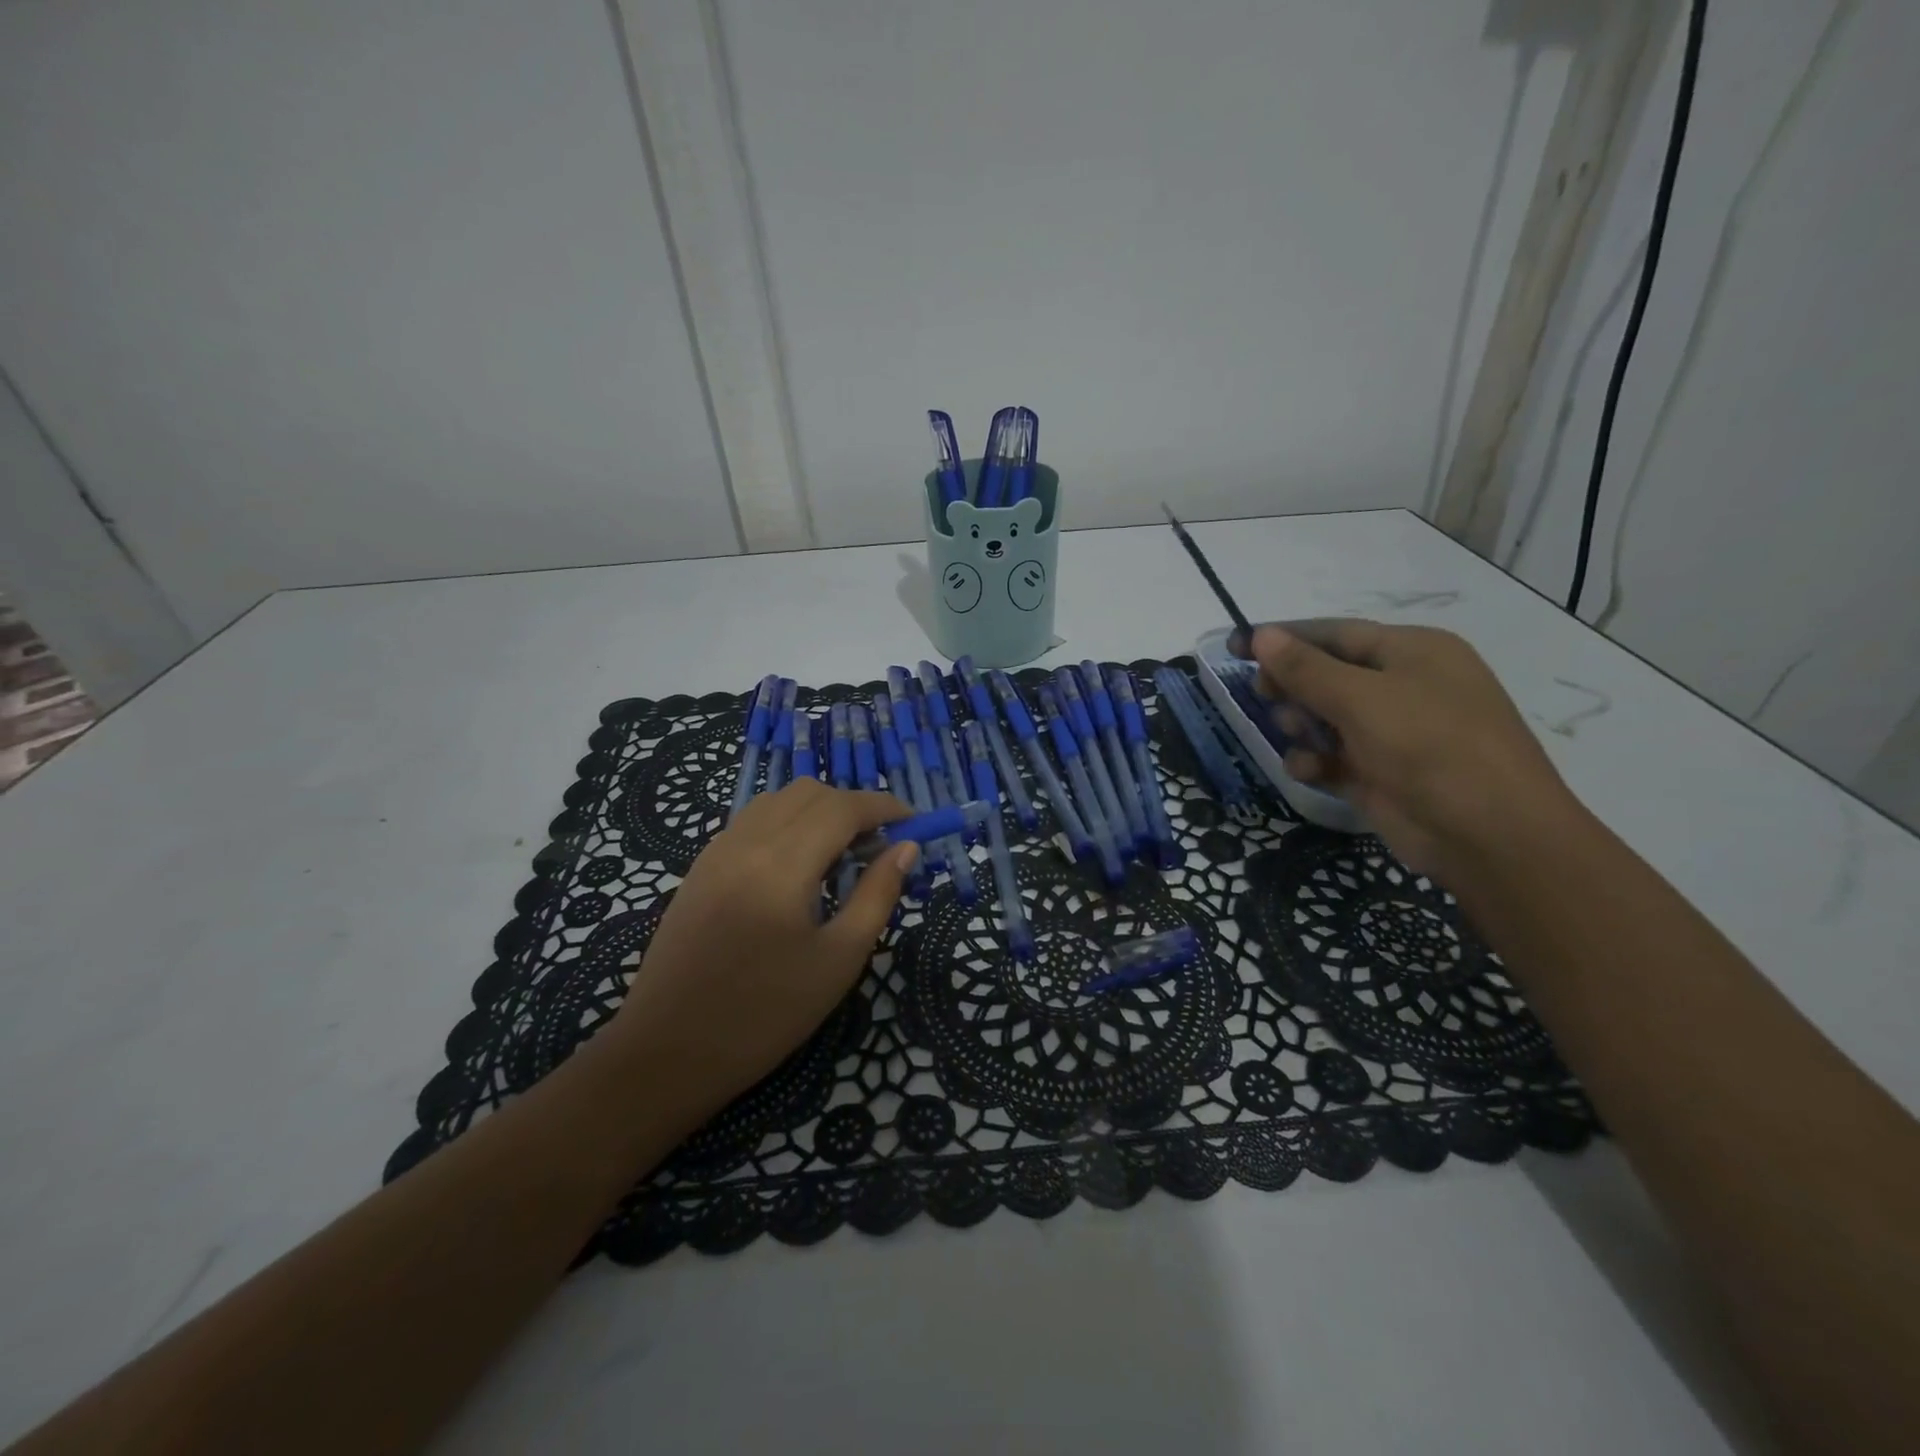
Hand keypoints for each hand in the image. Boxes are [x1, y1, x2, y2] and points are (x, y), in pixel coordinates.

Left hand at [603, 779, 916, 1118]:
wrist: (667, 1052)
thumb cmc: (765, 1013)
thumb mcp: (839, 959)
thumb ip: (877, 894)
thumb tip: (906, 848)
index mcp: (782, 863)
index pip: (843, 807)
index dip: (884, 806)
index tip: (914, 821)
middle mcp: (746, 841)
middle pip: (810, 792)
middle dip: (853, 806)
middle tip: (879, 846)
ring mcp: (717, 850)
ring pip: (778, 800)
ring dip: (819, 811)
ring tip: (841, 854)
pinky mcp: (701, 867)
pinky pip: (753, 821)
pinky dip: (787, 823)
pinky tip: (798, 866)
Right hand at [1244, 620, 1579, 879]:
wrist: (1489, 835)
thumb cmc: (1429, 746)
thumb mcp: (1362, 698)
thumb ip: (1306, 668)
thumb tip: (1262, 635)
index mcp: (1411, 652)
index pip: (1334, 633)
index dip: (1283, 638)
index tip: (1236, 645)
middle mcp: (1402, 686)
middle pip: (1326, 674)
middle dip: (1292, 685)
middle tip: (1263, 695)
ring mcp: (1392, 733)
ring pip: (1324, 717)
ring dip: (1301, 724)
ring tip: (1298, 735)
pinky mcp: (1379, 773)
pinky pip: (1332, 756)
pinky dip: (1315, 760)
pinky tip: (1310, 771)